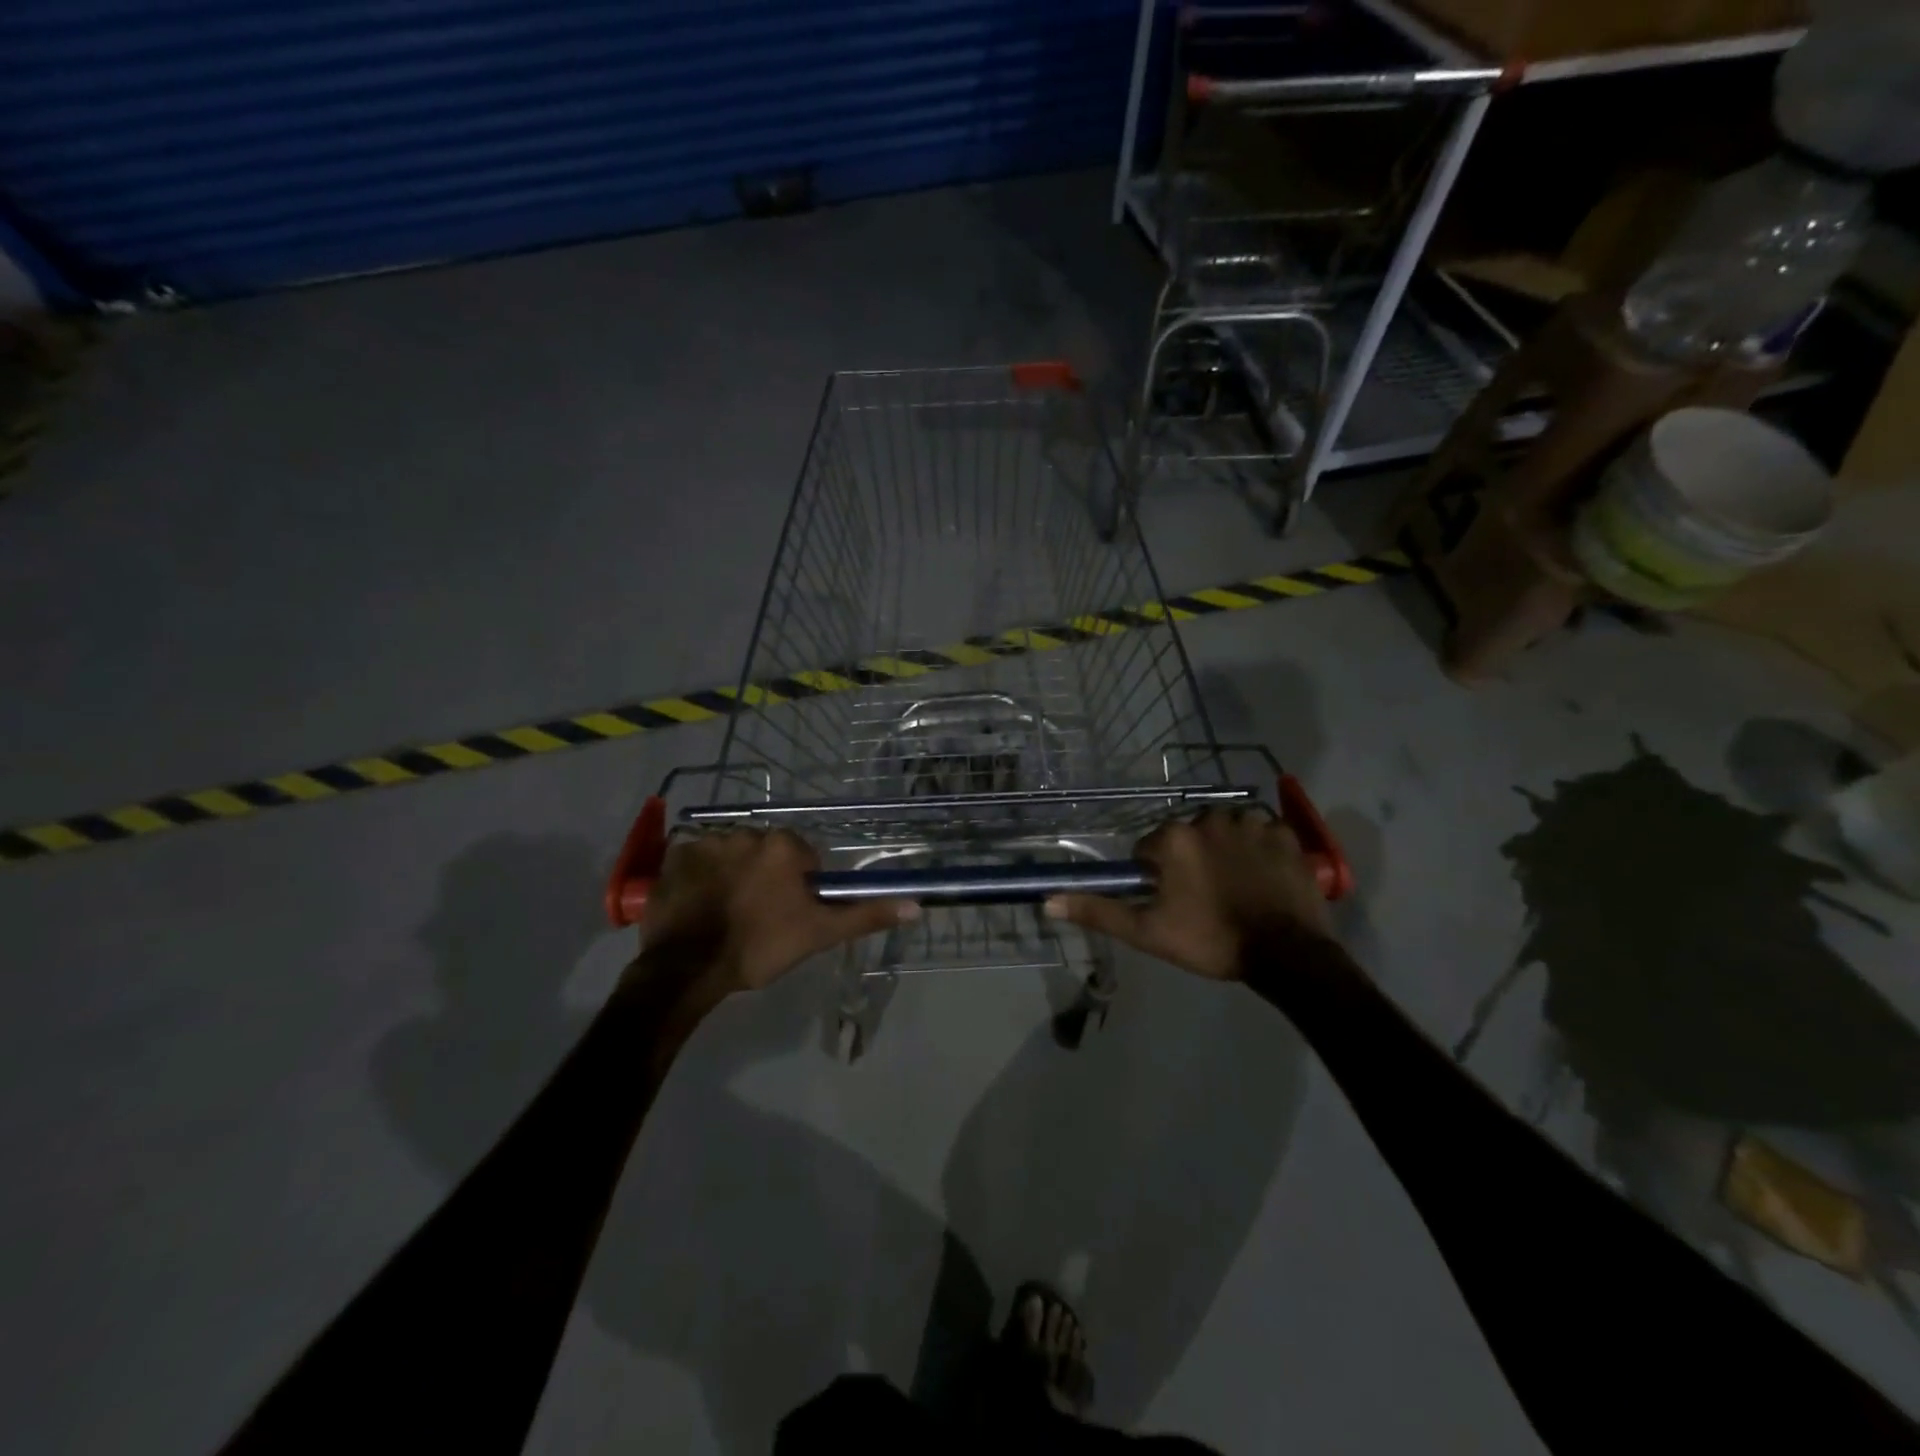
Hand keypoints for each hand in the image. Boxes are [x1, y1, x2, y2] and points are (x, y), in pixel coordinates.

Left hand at [640, 829, 918, 995]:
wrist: (686, 969)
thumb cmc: (760, 947)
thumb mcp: (819, 934)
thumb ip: (865, 915)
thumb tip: (916, 906)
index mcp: (784, 845)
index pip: (804, 858)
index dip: (800, 887)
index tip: (789, 914)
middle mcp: (747, 832)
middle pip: (767, 853)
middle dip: (766, 877)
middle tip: (758, 916)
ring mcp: (706, 841)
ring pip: (732, 855)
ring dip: (733, 874)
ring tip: (724, 913)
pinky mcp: (674, 856)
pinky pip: (697, 860)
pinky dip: (701, 877)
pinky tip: (699, 905)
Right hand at [1046, 809, 1331, 979]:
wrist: (1287, 955)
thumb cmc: (1211, 941)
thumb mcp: (1147, 932)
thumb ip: (1099, 910)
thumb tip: (1048, 899)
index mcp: (1174, 838)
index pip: (1149, 849)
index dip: (1155, 877)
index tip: (1172, 904)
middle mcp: (1210, 818)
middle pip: (1187, 837)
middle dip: (1190, 862)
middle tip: (1204, 900)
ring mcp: (1252, 823)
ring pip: (1225, 832)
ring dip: (1225, 853)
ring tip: (1236, 890)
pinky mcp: (1286, 834)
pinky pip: (1262, 835)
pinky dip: (1260, 852)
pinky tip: (1264, 879)